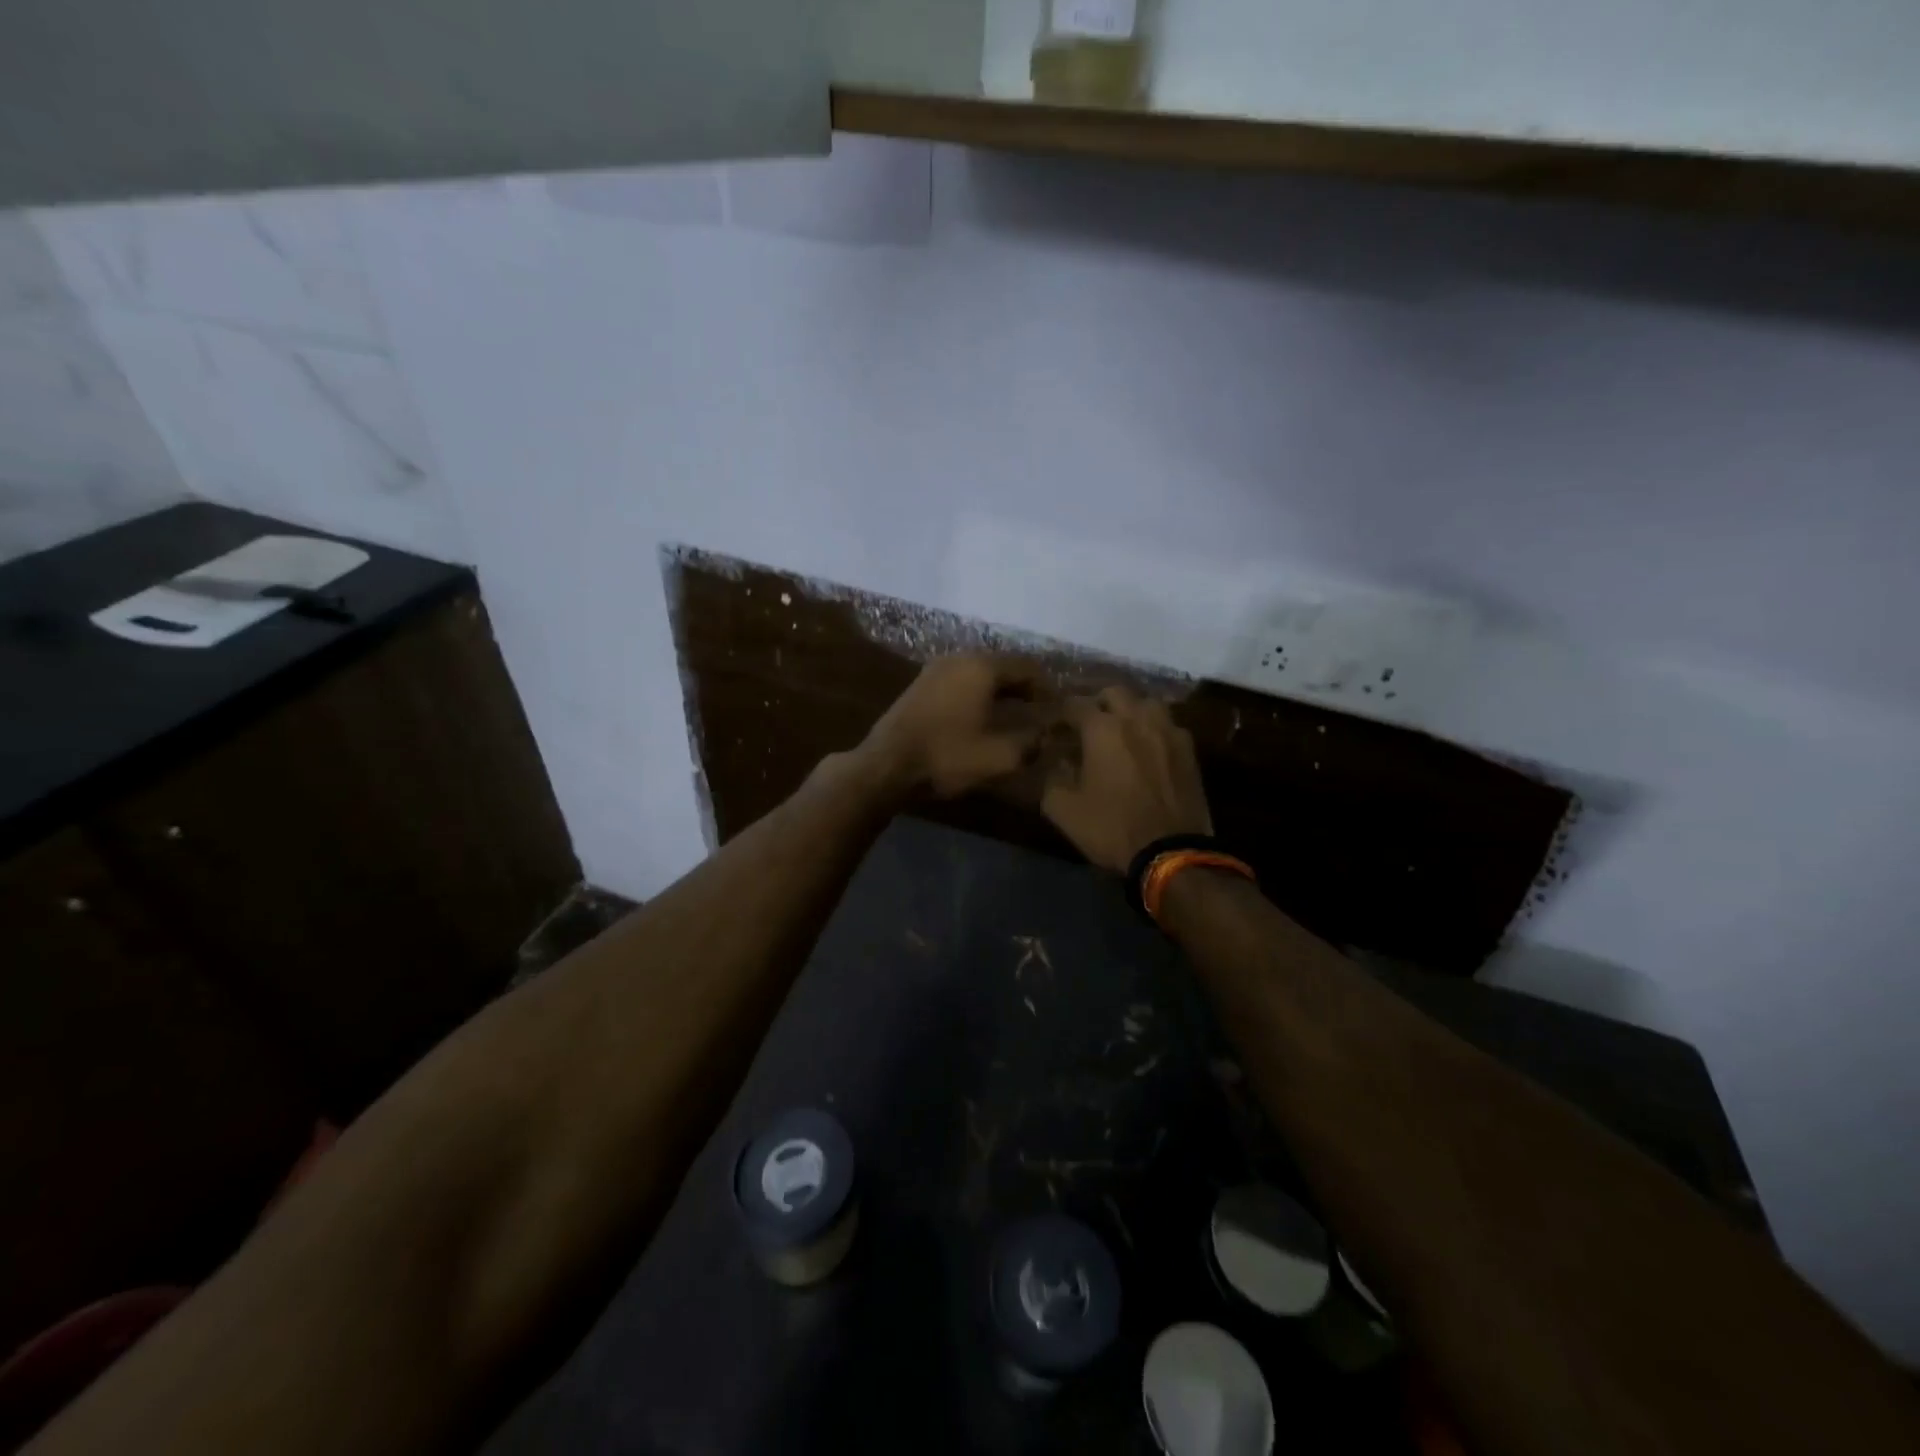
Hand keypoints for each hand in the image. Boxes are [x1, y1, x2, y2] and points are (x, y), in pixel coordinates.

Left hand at [860, 654, 1046, 798]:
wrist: (886, 765)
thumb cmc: (946, 757)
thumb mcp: (1000, 756)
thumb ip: (1031, 742)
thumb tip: (1046, 734)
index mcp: (982, 667)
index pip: (1027, 667)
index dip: (1048, 687)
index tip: (1059, 708)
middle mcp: (959, 658)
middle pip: (1003, 666)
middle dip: (1025, 687)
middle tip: (1041, 710)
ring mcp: (936, 669)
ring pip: (980, 673)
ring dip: (1001, 690)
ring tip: (1016, 714)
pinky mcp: (921, 684)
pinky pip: (961, 681)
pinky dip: (979, 694)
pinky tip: (984, 716)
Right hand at [1041, 686, 1212, 873]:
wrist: (1171, 852)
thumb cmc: (1112, 827)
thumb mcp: (1064, 809)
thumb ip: (1053, 778)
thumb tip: (1057, 762)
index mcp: (1102, 728)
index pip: (1075, 704)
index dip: (1062, 714)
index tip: (1055, 728)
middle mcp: (1137, 719)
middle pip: (1115, 692)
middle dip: (1099, 703)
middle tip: (1089, 724)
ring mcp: (1168, 731)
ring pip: (1148, 703)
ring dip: (1132, 711)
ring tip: (1124, 731)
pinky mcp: (1190, 750)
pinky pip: (1169, 726)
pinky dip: (1155, 730)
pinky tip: (1150, 749)